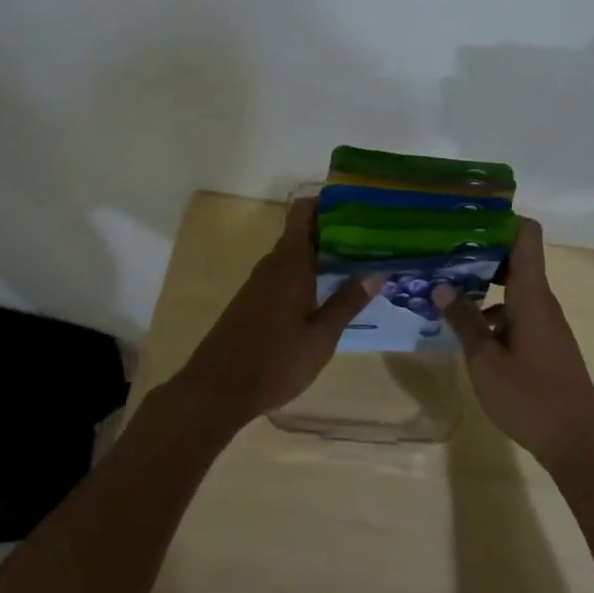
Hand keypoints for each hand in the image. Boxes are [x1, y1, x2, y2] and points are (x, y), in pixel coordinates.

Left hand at [173, 198, 383, 431]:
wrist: (217, 390)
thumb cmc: (275, 361)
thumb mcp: (321, 336)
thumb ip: (348, 302)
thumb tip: (376, 272)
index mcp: (290, 263)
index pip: (303, 212)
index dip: (327, 202)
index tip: (357, 206)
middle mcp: (272, 265)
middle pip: (302, 232)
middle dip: (333, 232)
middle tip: (371, 239)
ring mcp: (258, 284)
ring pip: (293, 256)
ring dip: (321, 256)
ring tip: (357, 264)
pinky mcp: (252, 302)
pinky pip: (284, 275)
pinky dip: (306, 274)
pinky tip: (326, 293)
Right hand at [433, 218, 593, 469]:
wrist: (578, 443)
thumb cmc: (530, 397)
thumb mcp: (485, 360)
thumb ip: (463, 321)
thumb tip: (441, 286)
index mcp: (531, 295)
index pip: (526, 235)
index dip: (500, 220)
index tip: (466, 219)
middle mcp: (542, 301)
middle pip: (515, 259)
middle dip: (479, 254)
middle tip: (442, 254)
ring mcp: (546, 323)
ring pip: (513, 289)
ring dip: (482, 286)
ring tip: (444, 291)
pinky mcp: (545, 343)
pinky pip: (517, 312)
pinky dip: (492, 312)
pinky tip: (466, 330)